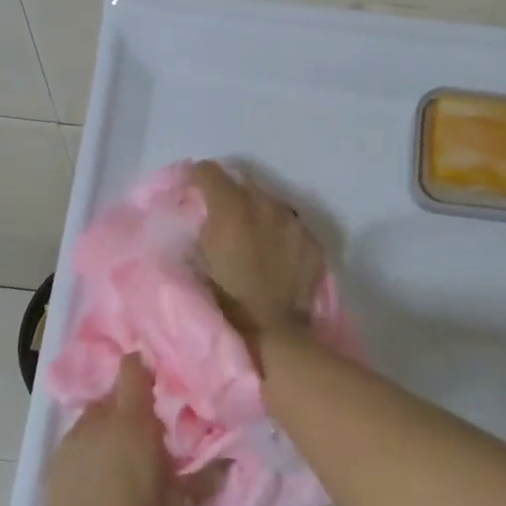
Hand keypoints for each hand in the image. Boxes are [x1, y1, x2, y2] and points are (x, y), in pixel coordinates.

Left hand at [30, 356, 222, 505]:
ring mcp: (72, 439)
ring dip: (110, 423)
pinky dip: (91, 444)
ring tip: (125, 451)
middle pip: (114, 393)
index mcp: (132, 422)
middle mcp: (99, 421)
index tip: (158, 376)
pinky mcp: (54, 461)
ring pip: (94, 416)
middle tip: (150, 424)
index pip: (132, 370)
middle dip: (131, 402)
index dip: (143, 366)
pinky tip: (100, 472)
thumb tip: (231, 462)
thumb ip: (206, 479)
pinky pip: (78, 438)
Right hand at [191, 161, 326, 338]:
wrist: (270, 335)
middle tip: (224, 220)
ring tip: (253, 239)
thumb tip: (201, 212)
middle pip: (244, 183)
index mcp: (231, 208)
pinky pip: (292, 227)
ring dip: (259, 214)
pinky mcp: (313, 242)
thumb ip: (199, 227)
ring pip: (271, 203)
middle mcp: (265, 205)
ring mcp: (294, 223)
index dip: (197, 179)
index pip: (209, 171)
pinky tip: (277, 256)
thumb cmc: (222, 301)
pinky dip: (281, 234)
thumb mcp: (195, 260)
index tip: (192, 193)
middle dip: (231, 196)